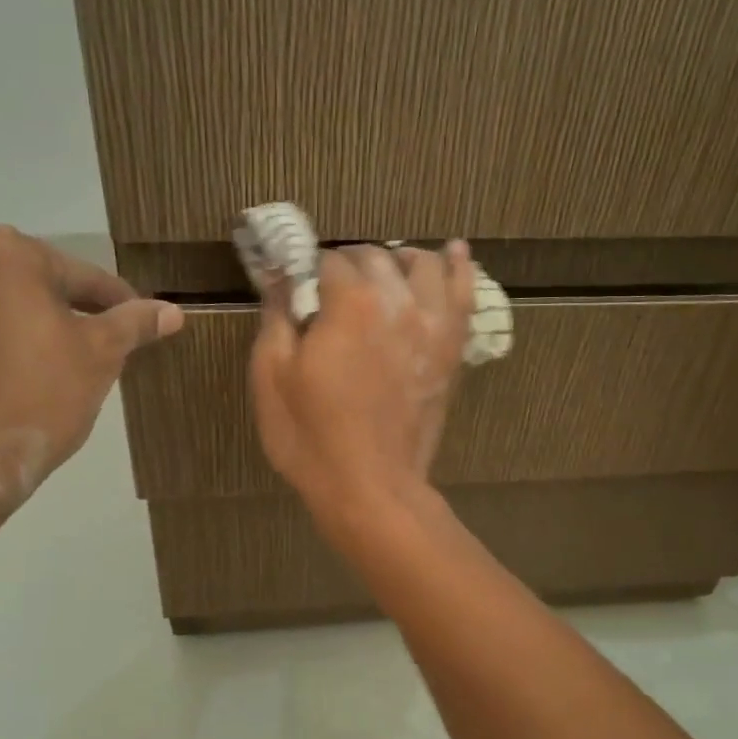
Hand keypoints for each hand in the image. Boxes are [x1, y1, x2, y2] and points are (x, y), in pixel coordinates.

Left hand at [0, 226, 181, 518]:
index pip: (82, 276)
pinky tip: (11, 377)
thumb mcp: (101, 355)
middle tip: (99, 347)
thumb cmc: (40, 396)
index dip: (118, 304)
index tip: (141, 325)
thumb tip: (173, 312)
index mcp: (5, 252)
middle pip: (34, 284)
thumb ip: (135, 323)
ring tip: (54, 365)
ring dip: (27, 325)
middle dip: (68, 312)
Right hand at [250, 242, 475, 535]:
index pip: (330, 260)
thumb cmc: (312, 437)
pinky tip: (454, 251)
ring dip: (399, 260)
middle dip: (350, 263)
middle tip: (333, 287)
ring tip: (384, 272)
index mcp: (349, 303)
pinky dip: (459, 268)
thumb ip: (276, 315)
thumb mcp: (273, 376)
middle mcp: (397, 301)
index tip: (301, 285)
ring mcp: (432, 325)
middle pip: (376, 257)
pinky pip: (465, 294)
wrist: (371, 487)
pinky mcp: (453, 349)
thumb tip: (277, 275)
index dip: (311, 269)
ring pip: (423, 265)